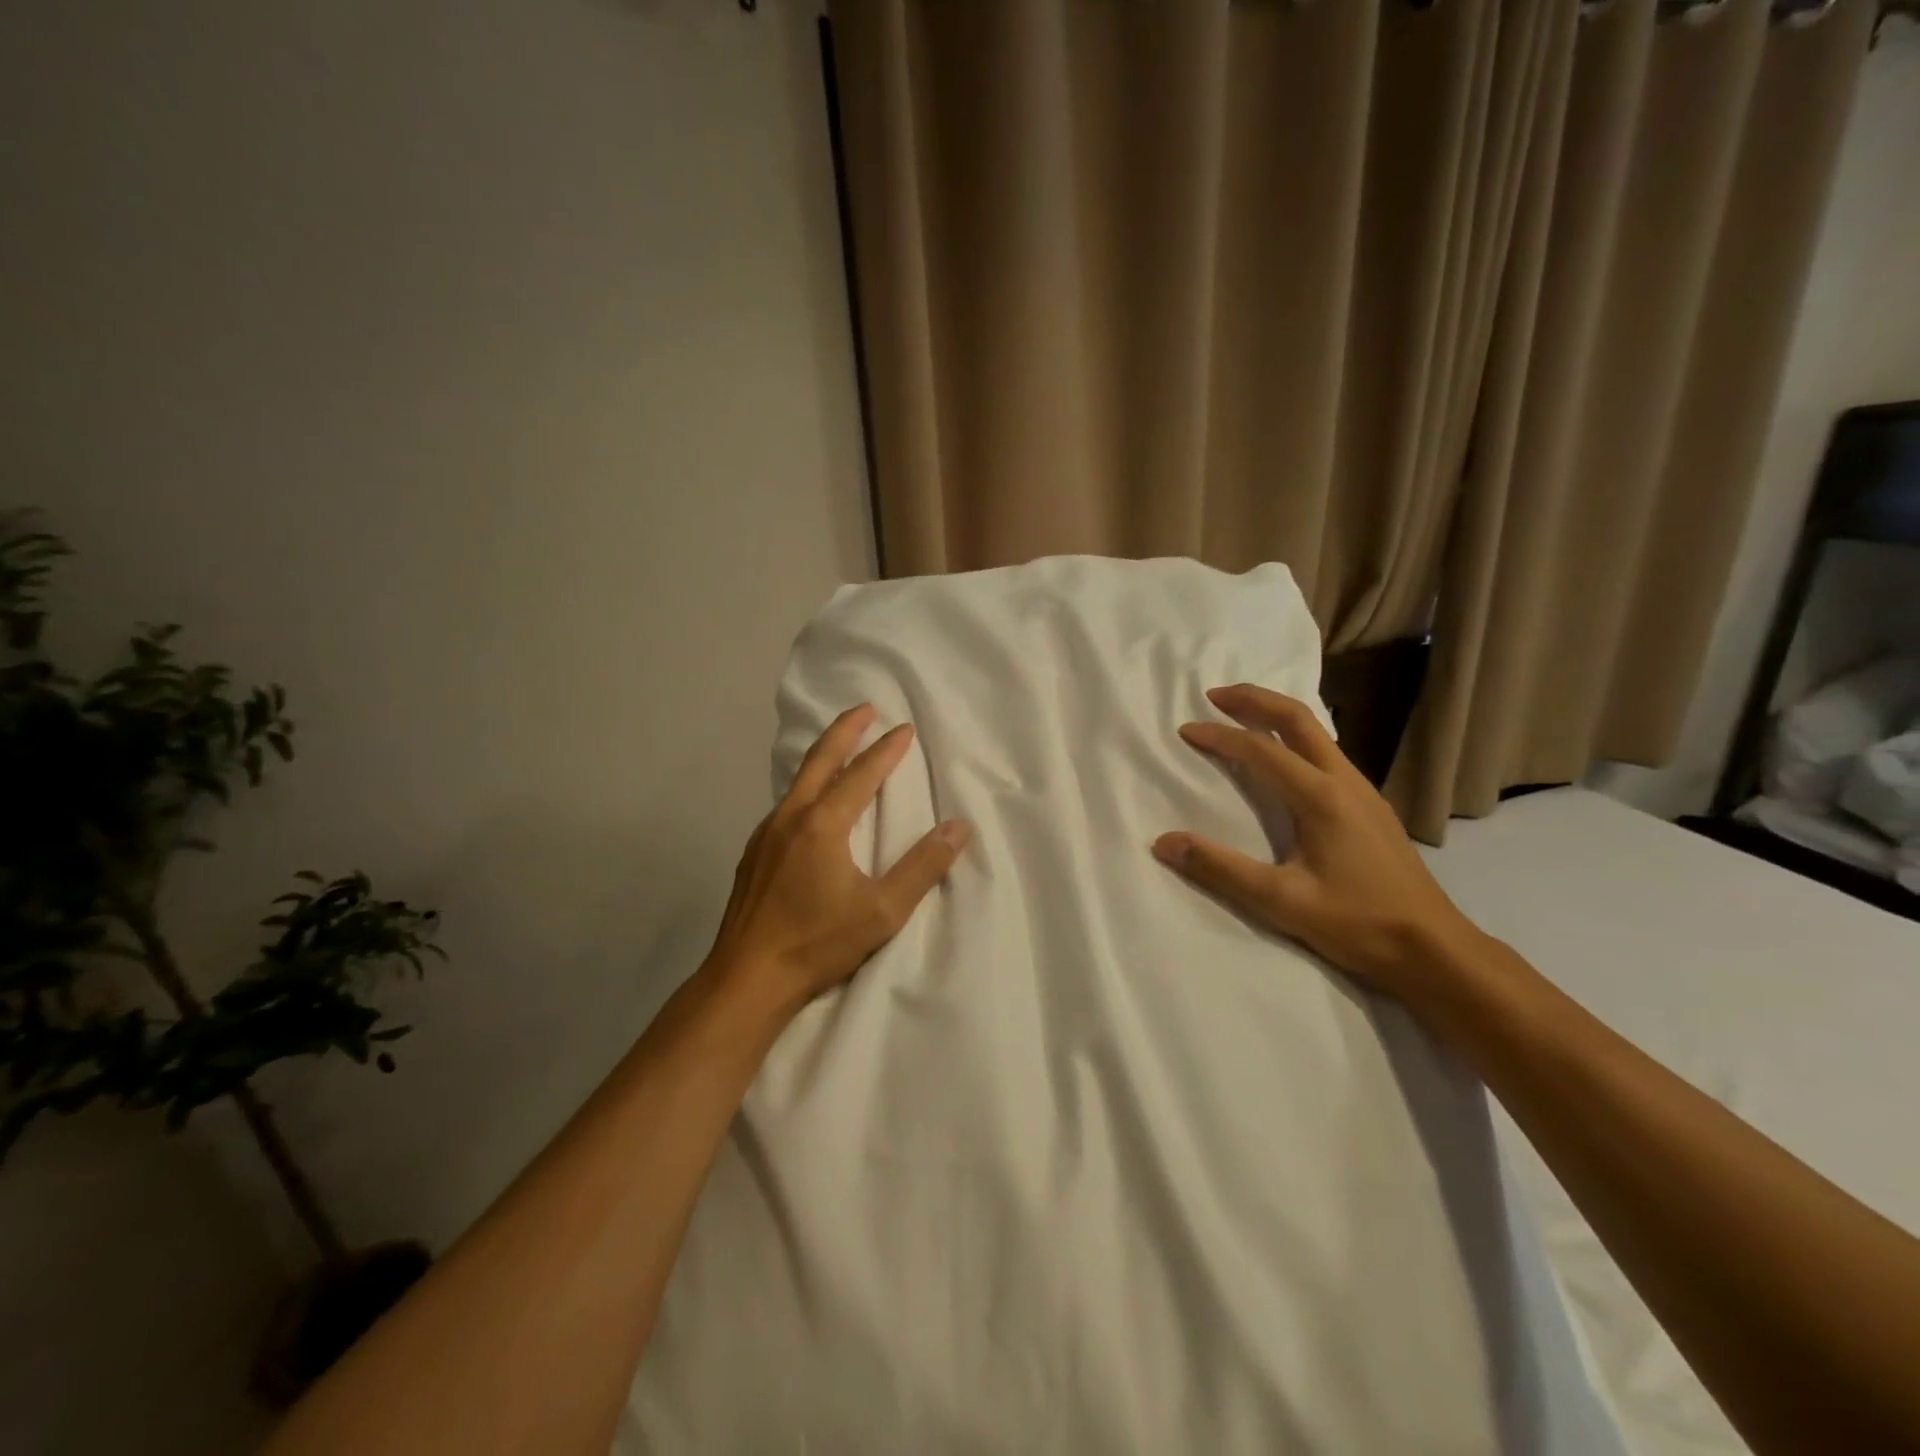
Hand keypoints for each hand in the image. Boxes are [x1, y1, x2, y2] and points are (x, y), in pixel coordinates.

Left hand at [708, 704, 971, 1017]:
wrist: (747, 978)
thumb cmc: (817, 943)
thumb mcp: (882, 911)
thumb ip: (922, 867)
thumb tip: (959, 828)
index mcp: (823, 825)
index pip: (861, 775)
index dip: (886, 750)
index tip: (905, 728)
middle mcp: (790, 818)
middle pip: (820, 760)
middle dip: (844, 730)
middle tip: (865, 708)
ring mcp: (765, 835)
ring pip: (798, 781)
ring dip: (823, 756)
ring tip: (841, 747)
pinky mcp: (753, 854)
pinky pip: (785, 804)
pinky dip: (806, 786)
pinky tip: (811, 803)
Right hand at [1152, 683, 1478, 996]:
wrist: (1433, 948)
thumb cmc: (1357, 923)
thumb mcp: (1281, 901)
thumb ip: (1220, 869)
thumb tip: (1164, 842)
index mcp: (1322, 797)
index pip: (1261, 750)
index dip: (1220, 736)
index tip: (1186, 730)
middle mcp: (1345, 782)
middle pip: (1298, 720)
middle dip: (1254, 700)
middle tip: (1215, 694)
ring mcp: (1364, 792)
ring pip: (1317, 734)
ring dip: (1276, 715)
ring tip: (1243, 716)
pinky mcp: (1371, 808)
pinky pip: (1327, 754)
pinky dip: (1295, 738)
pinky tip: (1285, 759)